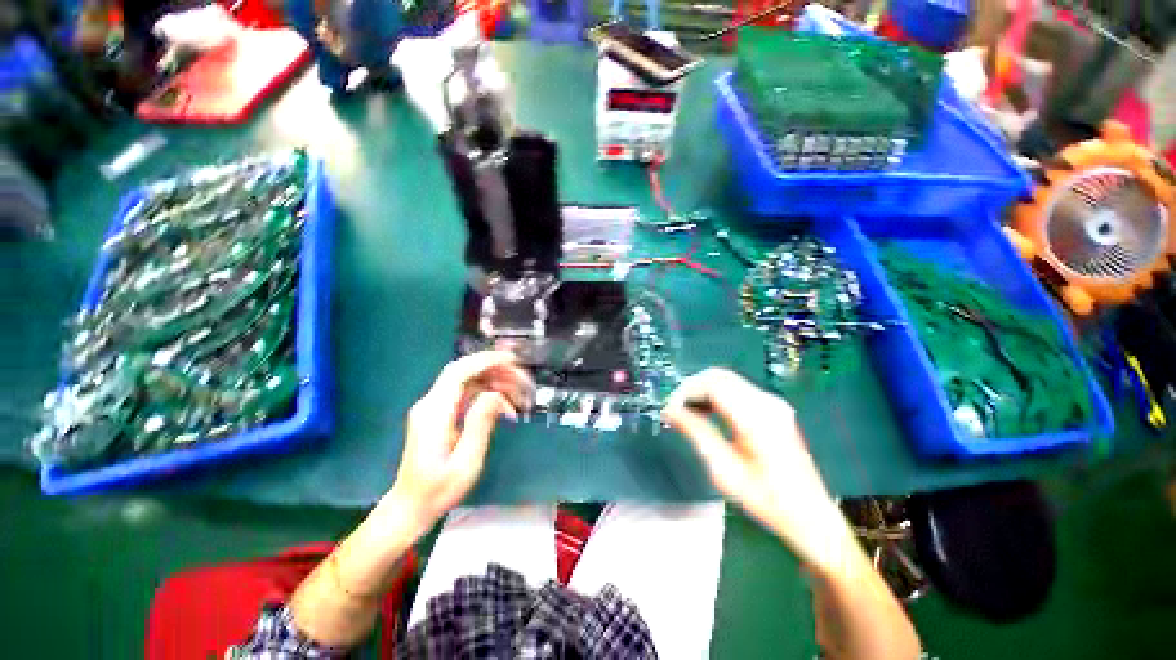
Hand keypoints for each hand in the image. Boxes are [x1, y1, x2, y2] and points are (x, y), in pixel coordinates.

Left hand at [385, 351, 533, 537]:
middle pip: (465, 372)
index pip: (459, 372)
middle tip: (523, 381)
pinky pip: (466, 394)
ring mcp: (434, 408)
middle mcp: (431, 404)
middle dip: (496, 370)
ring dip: (495, 382)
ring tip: (520, 395)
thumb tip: (496, 395)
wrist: (410, 507)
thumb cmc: (438, 490)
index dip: (485, 361)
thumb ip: (480, 424)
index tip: (512, 360)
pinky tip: (505, 407)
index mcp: (434, 413)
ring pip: (468, 381)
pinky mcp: (440, 414)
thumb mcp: (465, 462)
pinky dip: (488, 394)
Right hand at [663, 369, 853, 568]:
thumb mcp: (723, 469)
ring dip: (703, 391)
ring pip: (727, 380)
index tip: (669, 409)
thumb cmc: (765, 498)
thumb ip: (696, 432)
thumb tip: (671, 411)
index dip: (685, 391)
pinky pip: (737, 390)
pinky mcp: (774, 409)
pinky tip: (707, 414)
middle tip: (675, 410)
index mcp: (755, 416)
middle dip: (692, 388)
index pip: (712, 383)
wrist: (809, 515)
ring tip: (687, 414)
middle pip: (719, 376)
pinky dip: (717, 396)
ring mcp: (773, 403)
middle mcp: (766, 402)